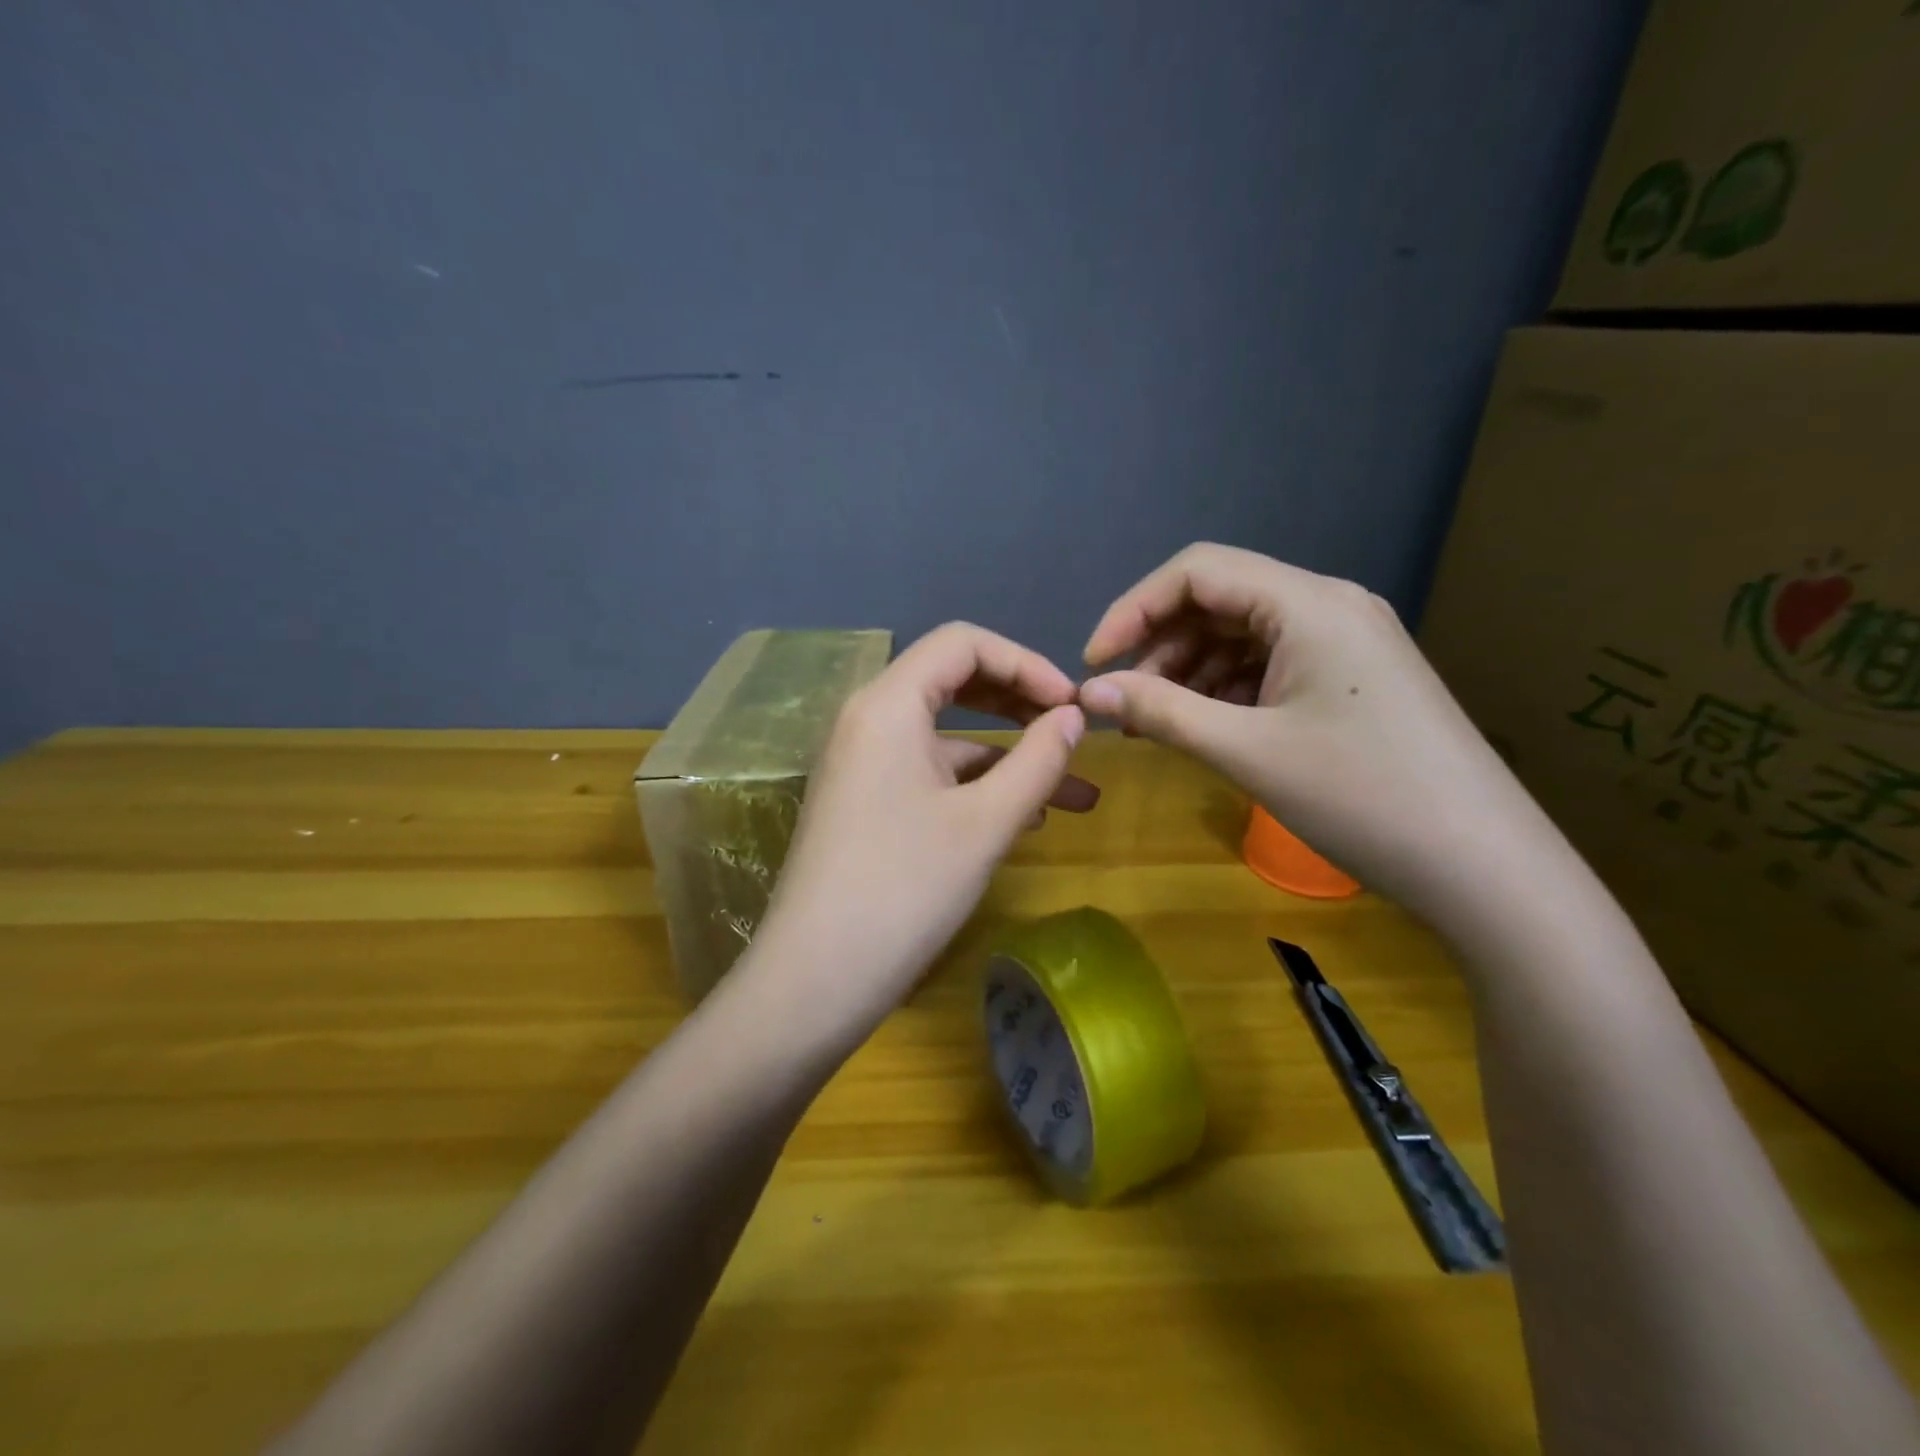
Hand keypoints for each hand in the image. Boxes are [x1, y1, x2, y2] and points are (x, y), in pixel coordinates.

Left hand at [745, 623, 1096, 1044]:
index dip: (1026, 662)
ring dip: (1010, 758)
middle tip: (1073, 731)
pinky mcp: (865, 804)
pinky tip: (1026, 820)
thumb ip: (1037, 760)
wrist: (814, 981)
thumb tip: (1072, 717)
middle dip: (1020, 703)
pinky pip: (930, 775)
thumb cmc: (904, 890)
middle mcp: (868, 721)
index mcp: (888, 704)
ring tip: (1076, 795)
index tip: (1072, 706)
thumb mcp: (985, 823)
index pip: (963, 644)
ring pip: (948, 739)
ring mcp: (862, 765)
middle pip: (953, 683)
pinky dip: (978, 787)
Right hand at [1078, 543, 1549, 923]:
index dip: (1133, 610)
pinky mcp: (1354, 678)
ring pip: (1244, 635)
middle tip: (1123, 700)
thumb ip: (1160, 711)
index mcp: (1309, 603)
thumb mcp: (1247, 751)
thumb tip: (1086, 692)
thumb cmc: (1363, 798)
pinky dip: (1227, 688)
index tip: (1094, 664)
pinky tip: (1208, 727)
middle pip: (1220, 599)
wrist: (1486, 868)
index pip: (1197, 572)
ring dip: (1191, 670)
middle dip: (1161, 644)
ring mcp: (1347, 642)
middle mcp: (1330, 605)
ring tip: (1157, 721)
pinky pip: (1272, 664)